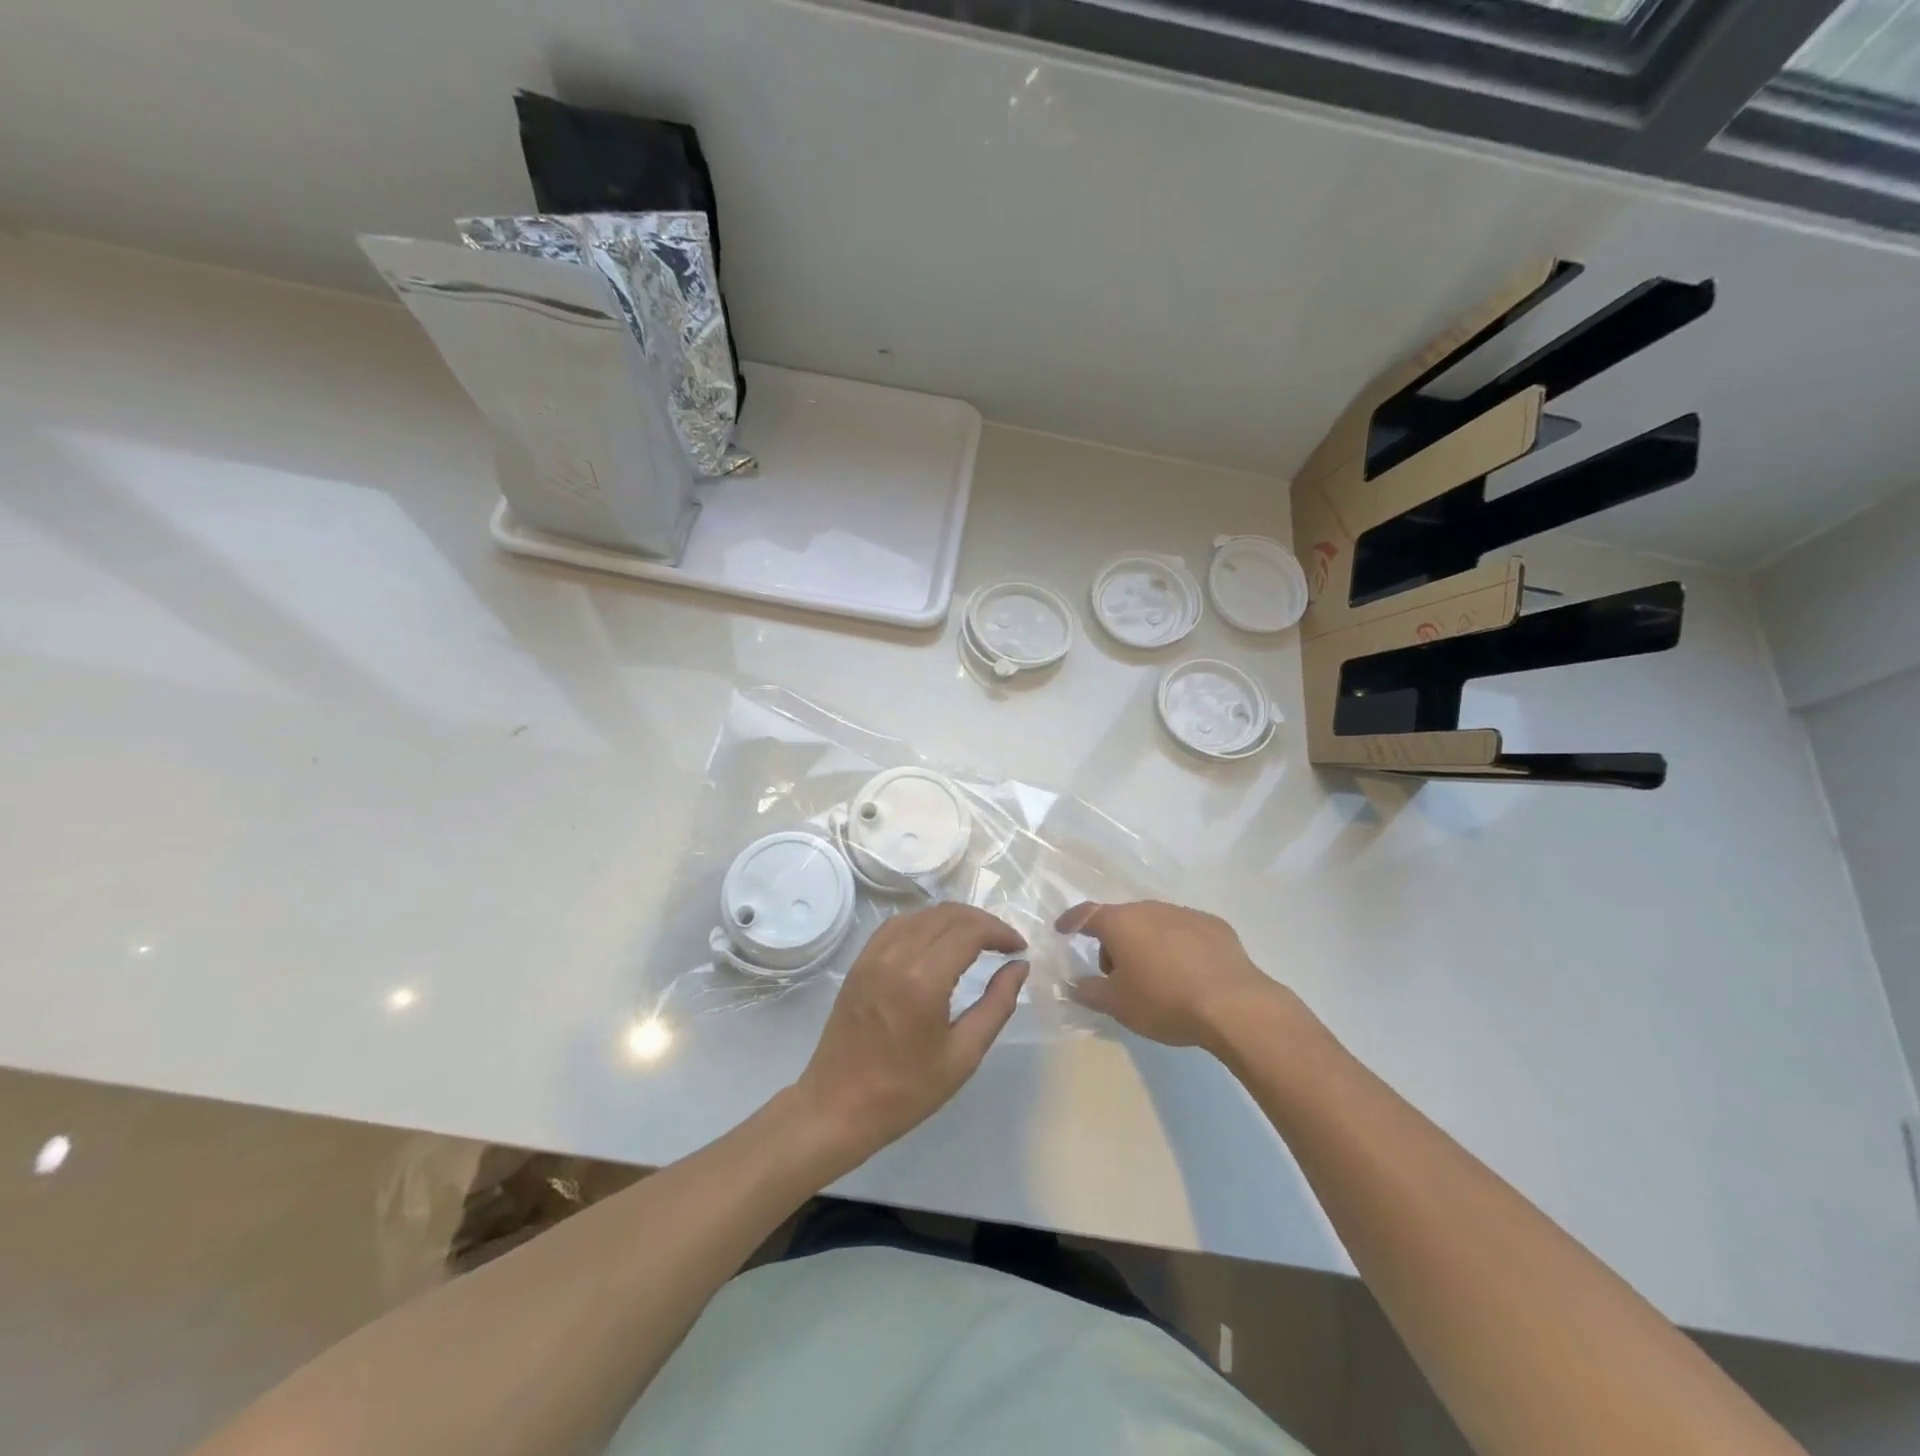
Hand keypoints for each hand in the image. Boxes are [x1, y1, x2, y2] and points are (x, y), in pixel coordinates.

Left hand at [793, 903, 1027, 1165]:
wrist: (838, 1106)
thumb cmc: (906, 1090)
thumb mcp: (964, 1055)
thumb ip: (997, 1005)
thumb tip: (1019, 967)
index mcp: (924, 979)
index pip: (970, 930)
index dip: (1000, 931)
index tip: (1019, 948)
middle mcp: (897, 955)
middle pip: (947, 914)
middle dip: (982, 922)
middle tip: (1004, 943)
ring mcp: (873, 955)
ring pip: (922, 914)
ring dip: (954, 920)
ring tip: (976, 941)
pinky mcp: (860, 961)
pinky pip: (897, 924)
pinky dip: (925, 923)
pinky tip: (937, 942)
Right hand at [1058, 899, 1281, 1049]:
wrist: (1233, 1005)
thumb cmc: (1164, 1001)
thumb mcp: (1118, 1005)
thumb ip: (1089, 991)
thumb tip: (1072, 984)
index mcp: (1121, 923)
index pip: (1086, 914)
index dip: (1071, 921)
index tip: (1063, 930)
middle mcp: (1150, 909)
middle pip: (1122, 920)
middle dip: (1114, 943)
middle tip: (1117, 976)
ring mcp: (1185, 914)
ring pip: (1154, 924)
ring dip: (1146, 943)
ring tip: (1155, 978)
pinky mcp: (1215, 926)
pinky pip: (1185, 931)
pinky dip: (1177, 946)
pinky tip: (1188, 974)